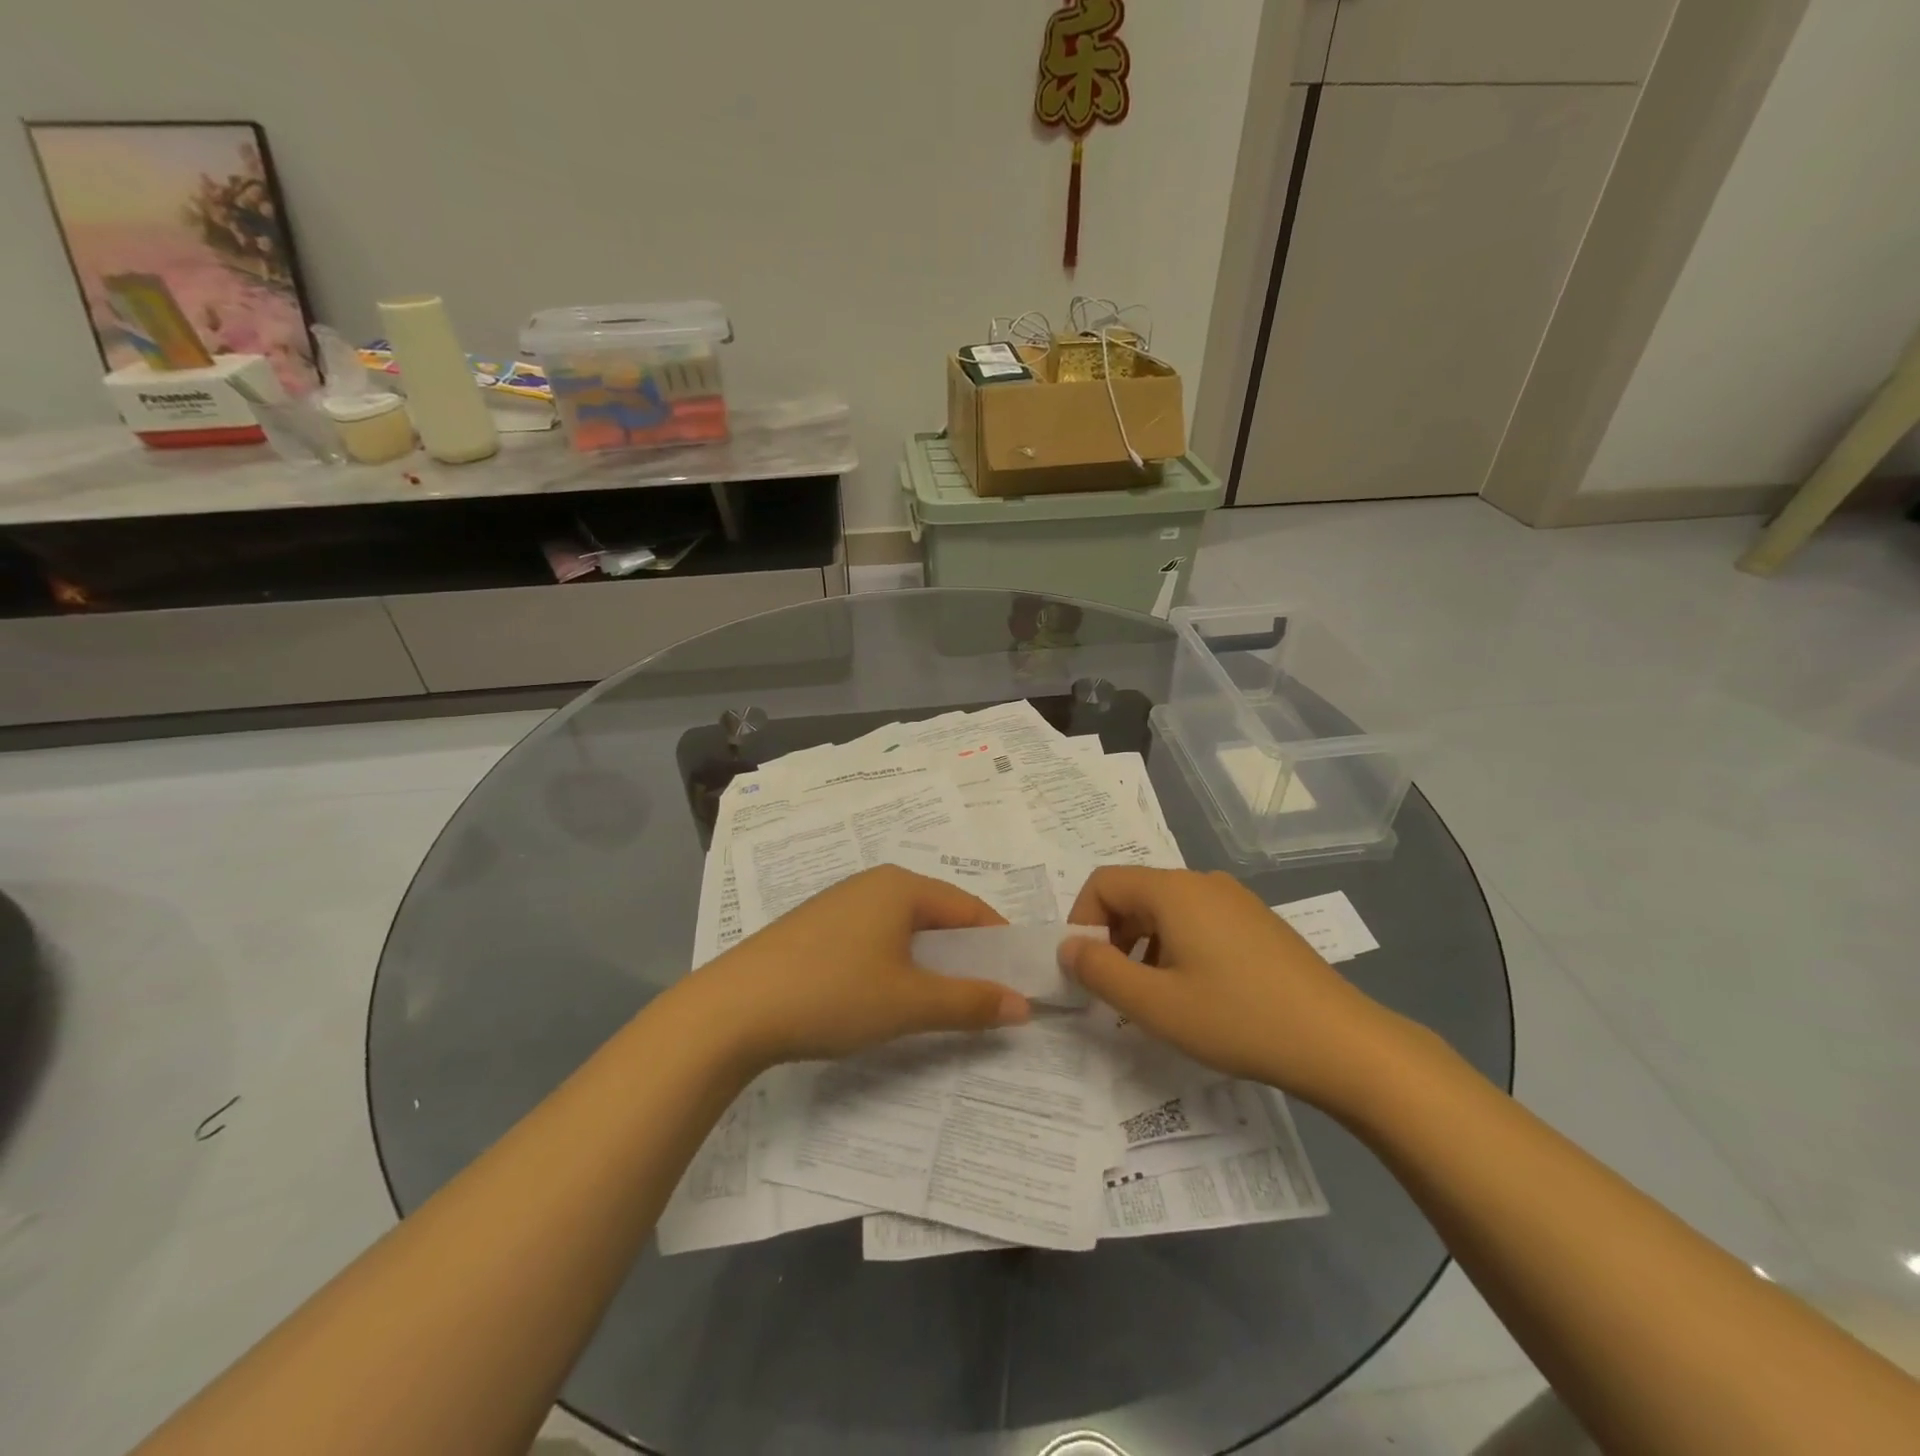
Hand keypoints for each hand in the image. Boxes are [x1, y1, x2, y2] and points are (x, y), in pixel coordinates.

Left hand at [680, 866, 1029, 1070]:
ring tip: (938, 1003)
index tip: (1018, 982)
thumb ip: (970, 1002)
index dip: (999, 944)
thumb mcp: (909, 1002)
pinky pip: (873, 939)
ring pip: (903, 930)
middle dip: (964, 956)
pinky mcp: (815, 929)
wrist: (732, 1009)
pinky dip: (894, 964)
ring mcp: (839, 904)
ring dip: (928, 963)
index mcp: (902, 886)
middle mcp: (872, 884)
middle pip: (937, 916)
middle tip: (983, 998)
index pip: (970, 908)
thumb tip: (1023, 1005)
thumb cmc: (833, 993)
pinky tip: (886, 997)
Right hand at [1058, 866, 1399, 1104]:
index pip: (1103, 882)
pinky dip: (1175, 947)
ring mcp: (1235, 900)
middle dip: (1111, 936)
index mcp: (1174, 891)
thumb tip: (1067, 946)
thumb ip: (1100, 971)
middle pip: (1134, 893)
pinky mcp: (1257, 923)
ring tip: (1153, 996)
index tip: (1085, 969)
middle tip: (1114, 989)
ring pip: (1166, 910)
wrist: (1341, 1043)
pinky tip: (1194, 993)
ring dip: (1142, 945)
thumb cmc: (1239, 1019)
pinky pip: (1197, 921)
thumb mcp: (1156, 1005)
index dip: (1080, 920)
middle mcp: (1203, 882)